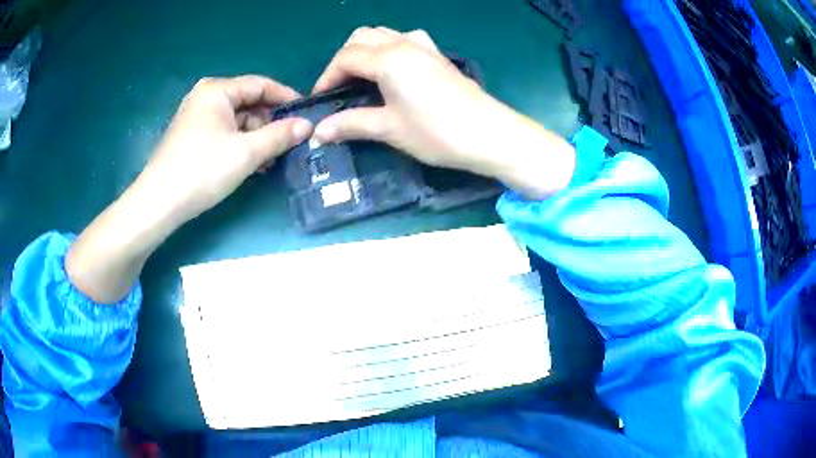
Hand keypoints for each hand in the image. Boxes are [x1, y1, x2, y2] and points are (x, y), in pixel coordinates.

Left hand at [140, 75, 312, 225]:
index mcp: (217, 90)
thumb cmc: (202, 171)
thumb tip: (308, 125)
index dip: (286, 98)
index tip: (307, 115)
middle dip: (270, 123)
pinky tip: (251, 163)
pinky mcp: (192, 136)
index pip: (261, 85)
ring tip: (271, 159)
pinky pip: (224, 132)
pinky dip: (240, 144)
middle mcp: (206, 97)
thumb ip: (279, 135)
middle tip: (289, 143)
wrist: (159, 203)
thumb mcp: (246, 152)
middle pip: (248, 102)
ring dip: (256, 137)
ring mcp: (196, 116)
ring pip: (237, 120)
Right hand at [312, 27, 575, 198]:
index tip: (320, 101)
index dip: (326, 78)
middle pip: (360, 38)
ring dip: (365, 50)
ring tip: (362, 78)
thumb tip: (319, 133)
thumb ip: (351, 124)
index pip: (345, 58)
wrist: (489, 134)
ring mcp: (424, 46)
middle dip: (343, 59)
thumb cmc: (437, 133)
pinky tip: (393, 68)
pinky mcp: (437, 55)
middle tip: (340, 88)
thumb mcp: (389, 129)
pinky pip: (405, 38)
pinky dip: (389, 47)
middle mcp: (403, 44)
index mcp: (388, 59)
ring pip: (382, 34)